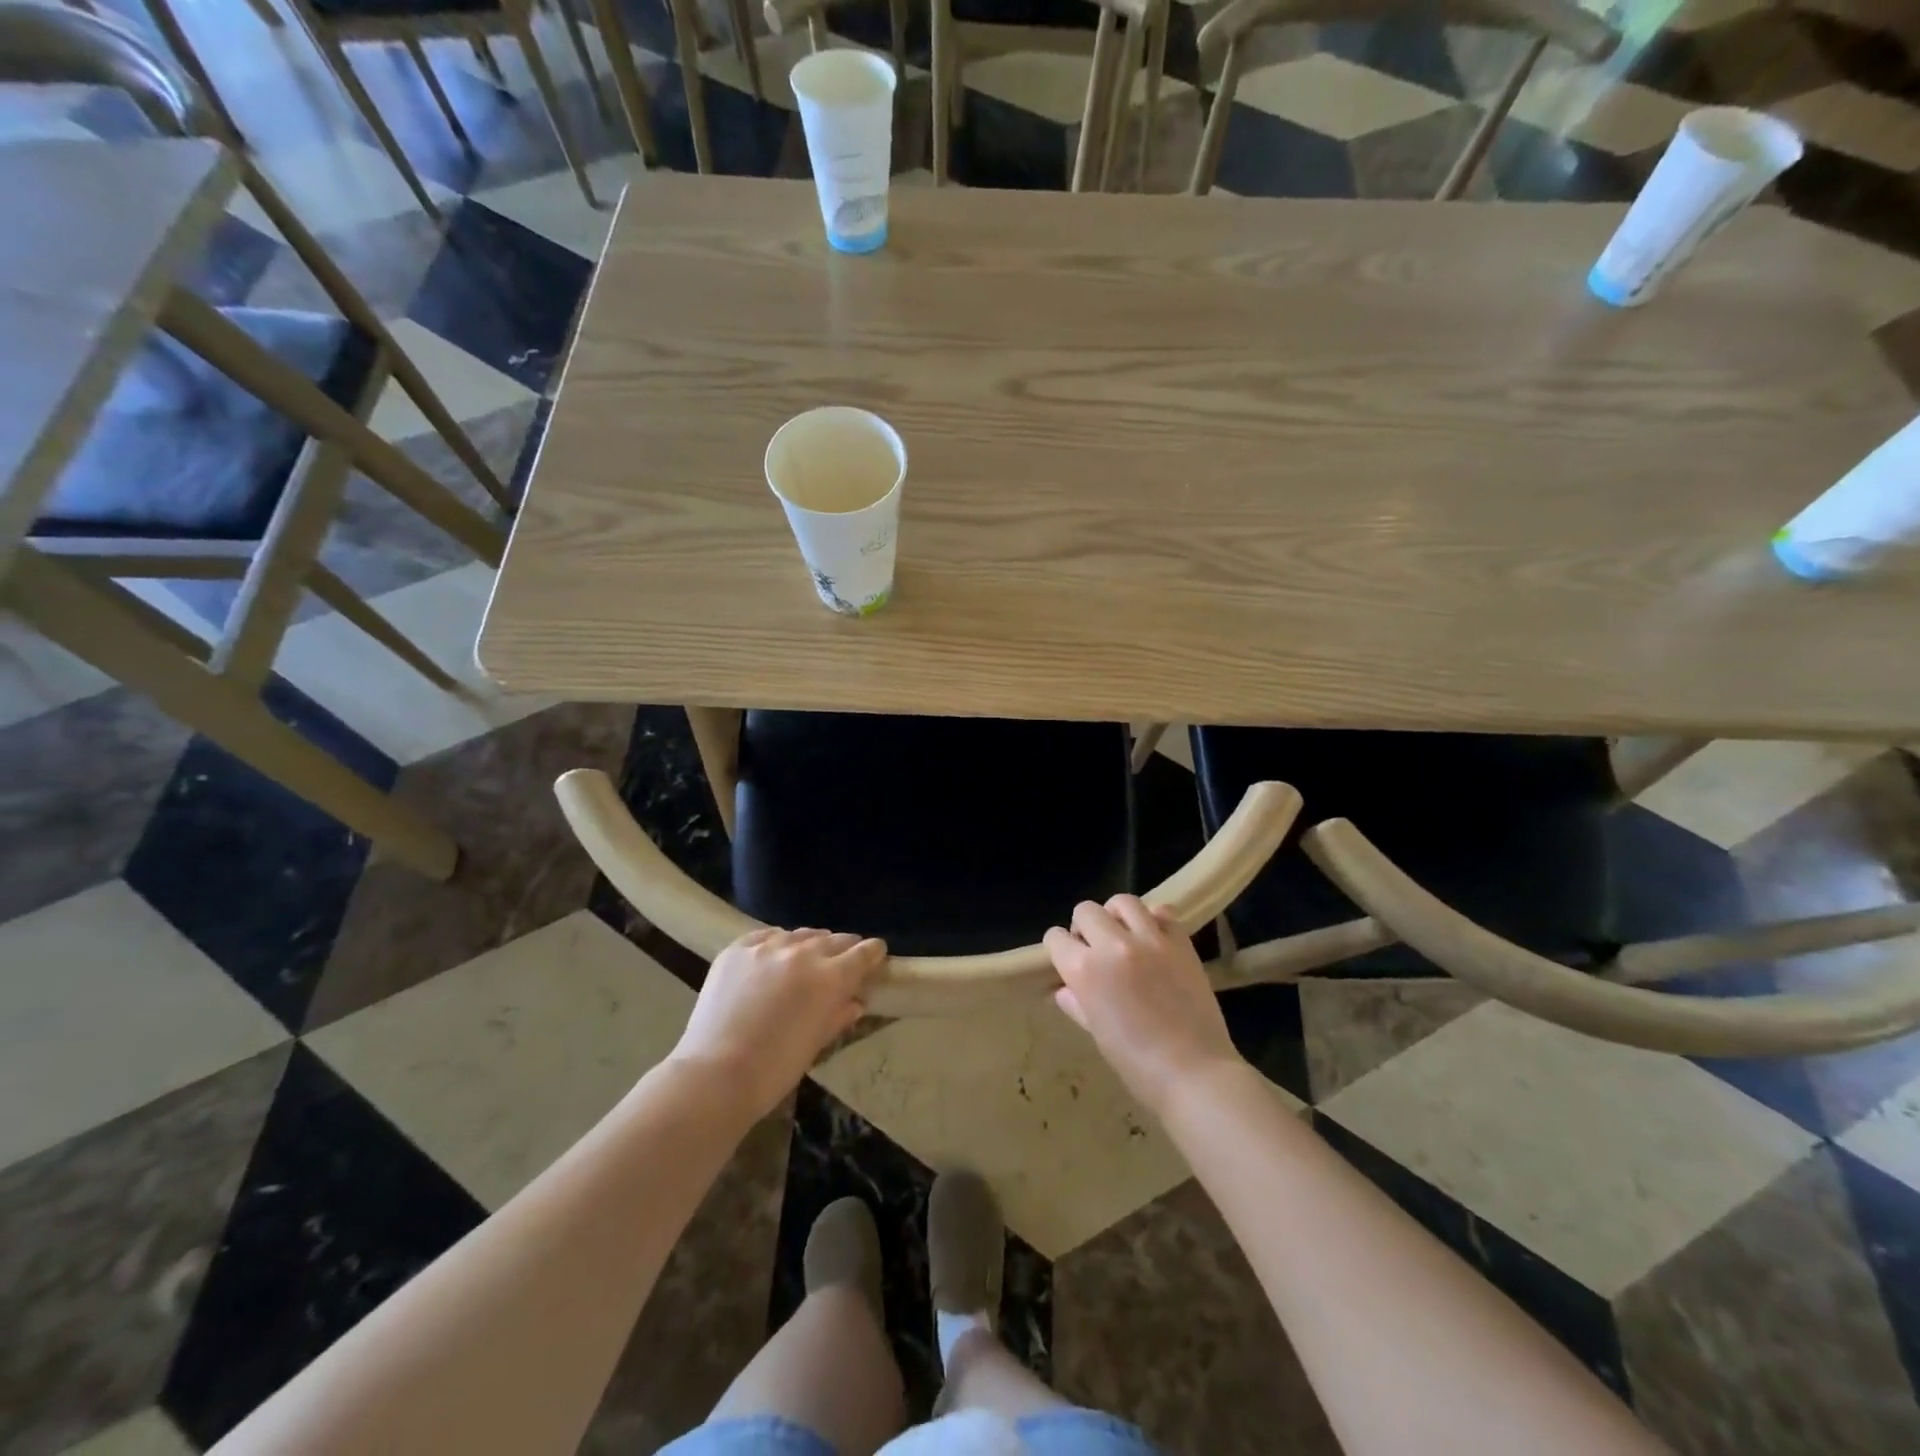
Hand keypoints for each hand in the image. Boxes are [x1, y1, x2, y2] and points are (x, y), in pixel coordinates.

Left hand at [669, 927, 885, 1119]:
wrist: (715, 1074)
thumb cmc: (775, 1069)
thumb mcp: (816, 1044)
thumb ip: (838, 1016)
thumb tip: (855, 1001)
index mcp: (830, 978)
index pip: (862, 953)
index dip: (872, 953)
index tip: (876, 954)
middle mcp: (803, 953)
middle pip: (834, 939)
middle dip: (844, 948)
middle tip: (844, 959)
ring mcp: (767, 947)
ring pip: (800, 935)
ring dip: (810, 944)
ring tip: (808, 957)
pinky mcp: (737, 949)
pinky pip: (766, 936)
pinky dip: (777, 944)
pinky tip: (774, 956)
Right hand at [1044, 896, 1243, 1119]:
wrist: (1194, 1073)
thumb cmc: (1136, 1063)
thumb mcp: (1096, 1032)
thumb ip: (1076, 1002)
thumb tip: (1065, 989)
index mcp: (1084, 970)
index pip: (1056, 938)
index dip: (1059, 948)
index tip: (1068, 960)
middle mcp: (1113, 945)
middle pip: (1086, 910)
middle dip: (1084, 927)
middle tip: (1096, 949)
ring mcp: (1150, 939)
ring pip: (1123, 902)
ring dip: (1116, 915)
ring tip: (1124, 935)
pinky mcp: (1180, 942)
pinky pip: (1162, 912)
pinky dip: (1154, 920)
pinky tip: (1155, 939)